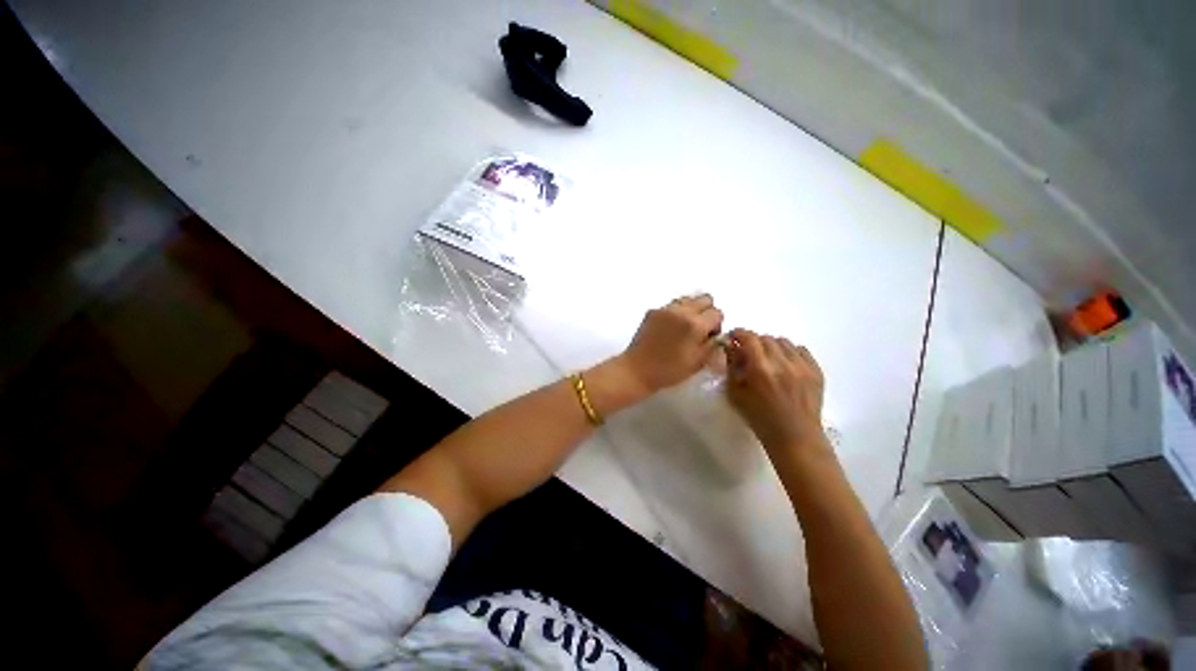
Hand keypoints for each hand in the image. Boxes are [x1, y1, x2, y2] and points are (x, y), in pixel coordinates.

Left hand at [619, 294, 723, 393]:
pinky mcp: (653, 311)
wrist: (637, 370)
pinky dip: (676, 313)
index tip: (708, 338)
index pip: (717, 313)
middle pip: (705, 299)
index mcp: (695, 324)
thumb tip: (717, 334)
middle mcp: (681, 311)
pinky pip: (672, 305)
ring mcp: (665, 309)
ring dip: (691, 310)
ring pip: (688, 299)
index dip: (716, 326)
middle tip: (699, 330)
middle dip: (706, 312)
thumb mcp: (699, 362)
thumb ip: (713, 344)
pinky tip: (669, 329)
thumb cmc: (670, 370)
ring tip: (683, 329)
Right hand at [726, 328, 827, 456]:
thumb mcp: (735, 393)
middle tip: (749, 352)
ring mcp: (802, 366)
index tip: (733, 336)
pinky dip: (789, 352)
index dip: (739, 333)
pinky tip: (785, 363)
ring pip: (784, 342)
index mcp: (760, 369)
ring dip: (771, 345)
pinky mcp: (816, 371)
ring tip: (768, 358)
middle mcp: (783, 363)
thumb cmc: (759, 418)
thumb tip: (730, 346)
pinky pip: (801, 350)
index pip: (749, 338)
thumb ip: (732, 366)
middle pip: (766, 338)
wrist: (795, 437)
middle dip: (754, 341)